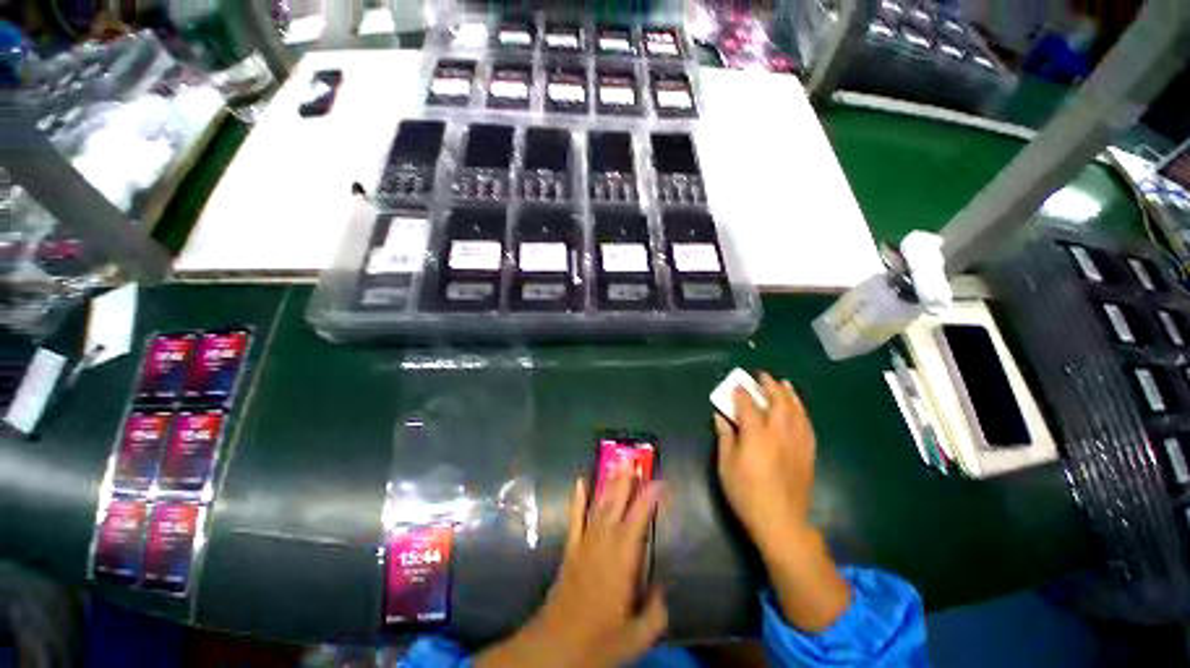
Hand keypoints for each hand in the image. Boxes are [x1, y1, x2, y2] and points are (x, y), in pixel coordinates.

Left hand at [477, 470, 666, 667]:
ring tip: (617, 465)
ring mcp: (585, 544)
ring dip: (609, 484)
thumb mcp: (637, 637)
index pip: (639, 520)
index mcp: (622, 561)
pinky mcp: (570, 550)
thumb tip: (663, 588)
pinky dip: (578, 500)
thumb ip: (655, 612)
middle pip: (617, 505)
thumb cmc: (598, 641)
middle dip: (626, 480)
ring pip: (599, 506)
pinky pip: (575, 519)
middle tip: (634, 459)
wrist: (555, 647)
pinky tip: (580, 482)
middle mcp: (604, 544)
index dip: (650, 498)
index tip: (661, 482)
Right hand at [714, 372, 850, 631]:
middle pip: (778, 402)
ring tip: (783, 383)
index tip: (736, 385)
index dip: (741, 393)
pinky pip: (807, 425)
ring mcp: (797, 443)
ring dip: (789, 394)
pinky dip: (802, 411)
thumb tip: (721, 417)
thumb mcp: (726, 466)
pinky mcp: (808, 453)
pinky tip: (798, 408)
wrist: (781, 522)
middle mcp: (780, 433)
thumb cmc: (746, 494)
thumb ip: (725, 437)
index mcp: (757, 436)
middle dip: (770, 386)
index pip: (748, 406)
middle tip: (762, 376)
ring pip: (796, 411)